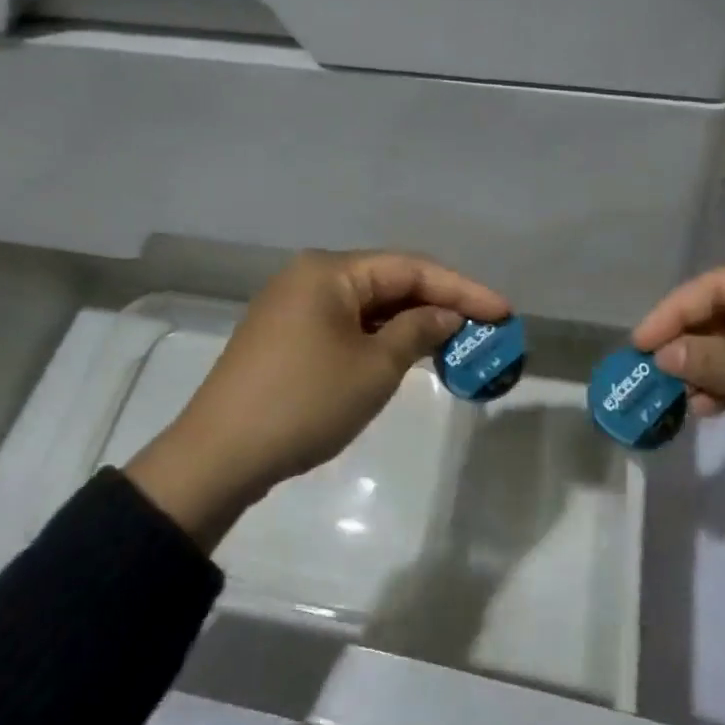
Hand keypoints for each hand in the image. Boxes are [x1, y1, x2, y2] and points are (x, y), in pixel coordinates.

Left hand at [125, 250, 509, 546]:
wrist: (220, 456)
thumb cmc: (305, 403)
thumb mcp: (374, 367)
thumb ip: (417, 331)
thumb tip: (445, 314)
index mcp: (330, 271)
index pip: (411, 268)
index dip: (462, 289)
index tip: (504, 311)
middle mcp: (311, 277)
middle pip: (389, 281)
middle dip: (438, 303)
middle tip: (484, 327)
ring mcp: (294, 306)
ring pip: (368, 305)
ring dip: (410, 322)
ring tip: (455, 341)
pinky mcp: (286, 336)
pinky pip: (346, 325)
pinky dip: (380, 337)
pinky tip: (406, 352)